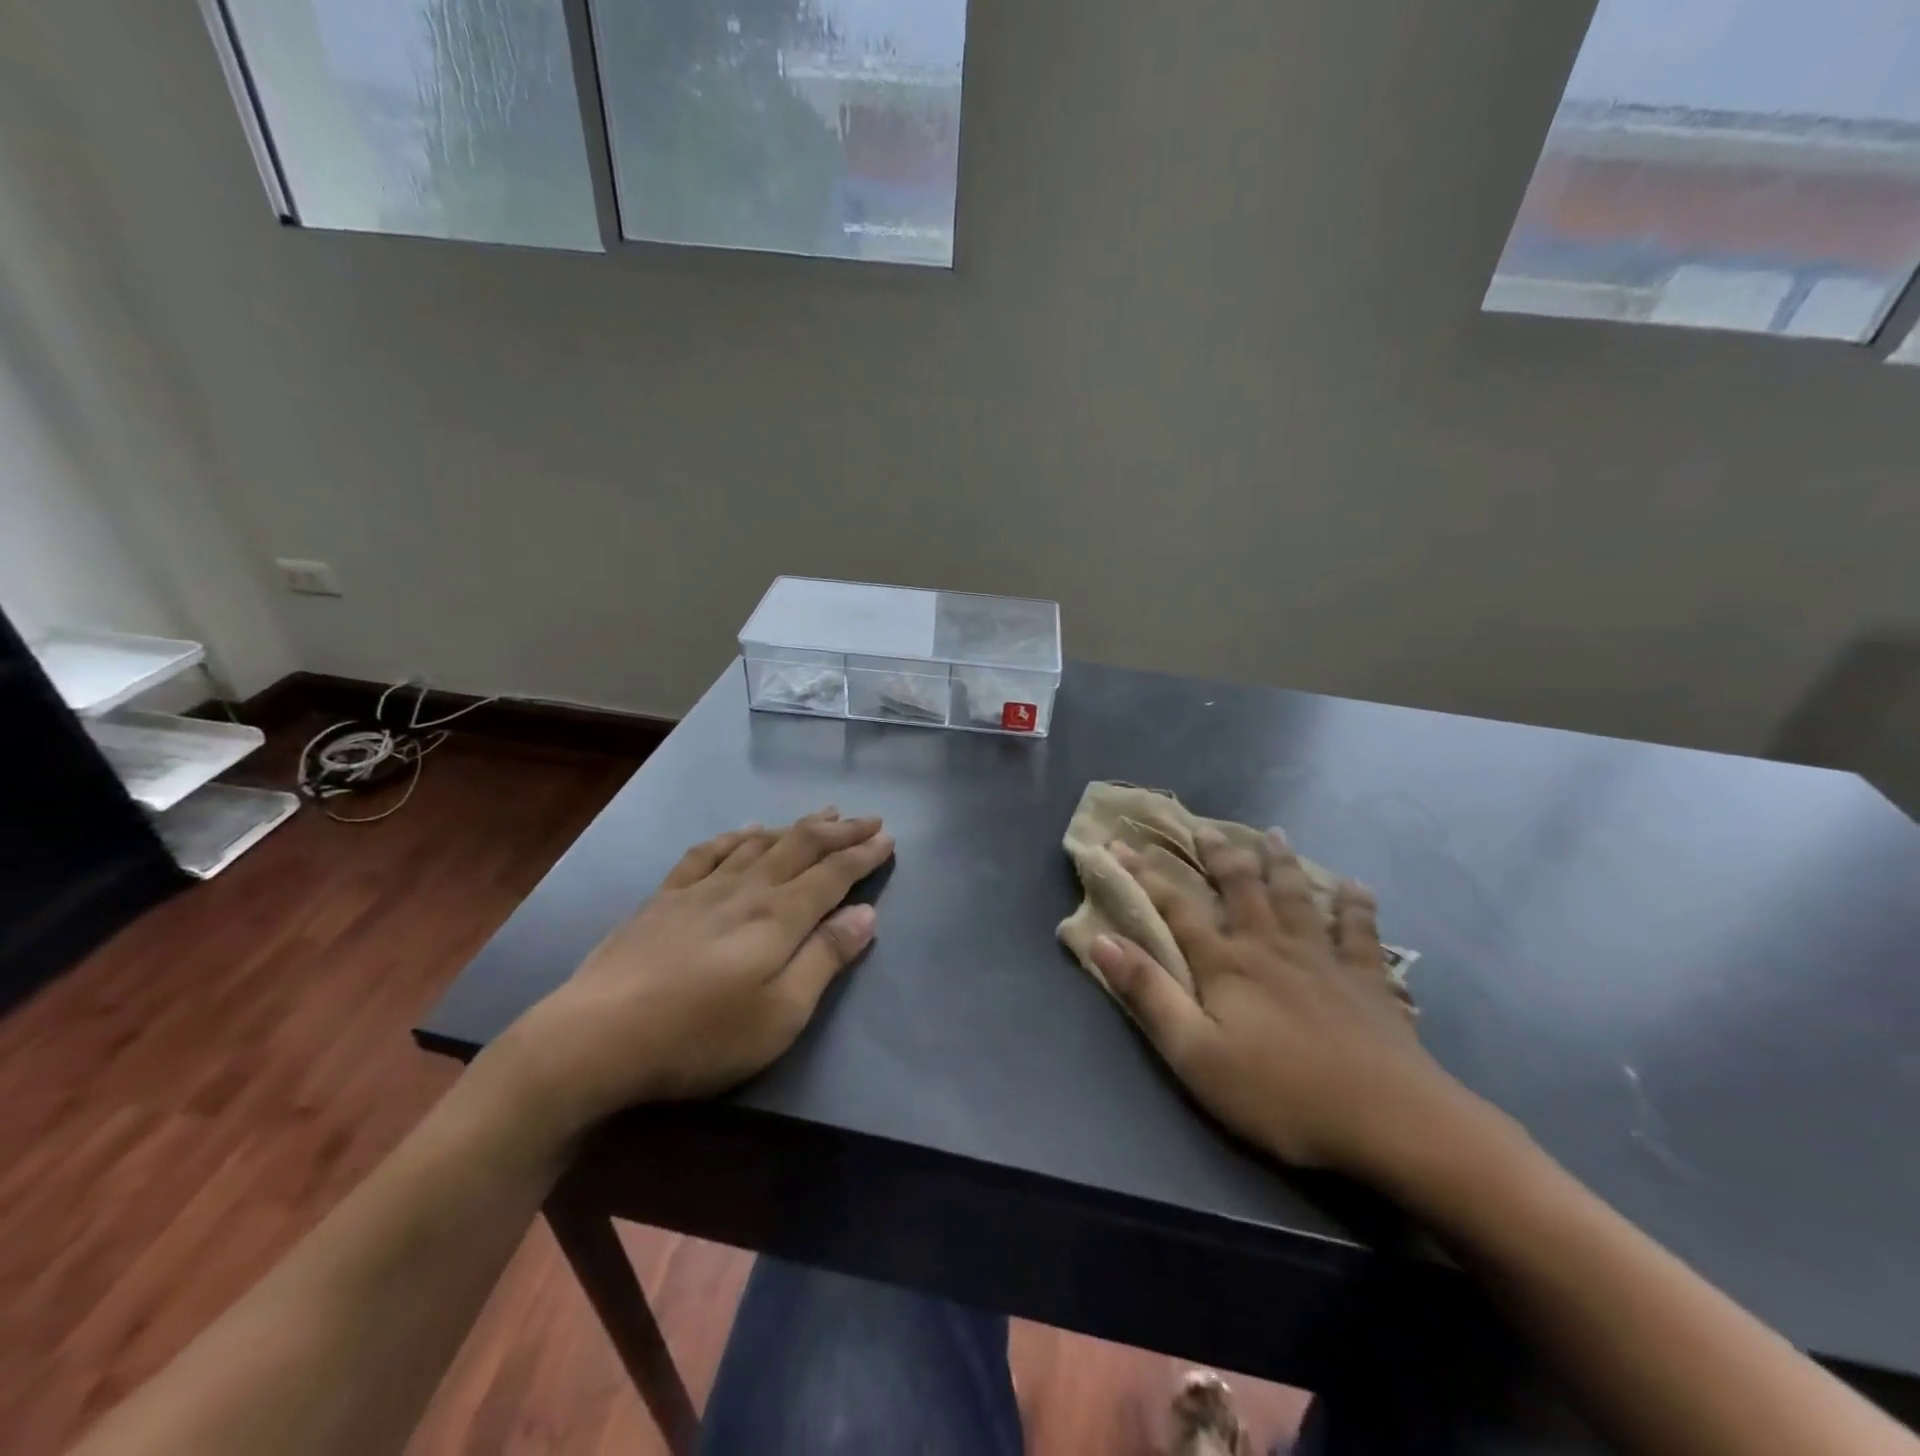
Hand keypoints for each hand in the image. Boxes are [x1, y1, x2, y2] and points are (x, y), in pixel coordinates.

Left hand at [494, 810, 893, 1139]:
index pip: (833, 874)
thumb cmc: (700, 1035)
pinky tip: (745, 831)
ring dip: (797, 826)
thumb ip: (825, 959)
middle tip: (869, 818)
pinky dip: (736, 836)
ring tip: (823, 813)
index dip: (863, 854)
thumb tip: (867, 914)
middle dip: (840, 831)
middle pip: (802, 847)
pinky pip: (708, 852)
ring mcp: (702, 889)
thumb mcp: (780, 1014)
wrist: (595, 1036)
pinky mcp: (665, 898)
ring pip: (761, 843)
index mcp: (779, 917)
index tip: (888, 838)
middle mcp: (746, 889)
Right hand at [1089, 829, 1481, 1181]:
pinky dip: (1355, 905)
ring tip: (1275, 834)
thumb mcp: (1195, 1053)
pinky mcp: (1367, 980)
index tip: (1119, 845)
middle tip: (1206, 828)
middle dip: (1219, 856)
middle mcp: (1271, 946)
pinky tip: (1355, 887)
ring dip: (1282, 864)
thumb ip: (1148, 994)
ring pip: (1297, 897)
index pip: (1176, 908)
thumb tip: (1101, 939)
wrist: (1388, 1119)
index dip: (1145, 875)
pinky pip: (1359, 930)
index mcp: (1227, 964)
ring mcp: (1323, 959)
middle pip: (1241, 888)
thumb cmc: (1279, 1093)